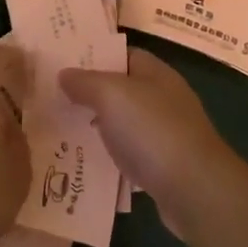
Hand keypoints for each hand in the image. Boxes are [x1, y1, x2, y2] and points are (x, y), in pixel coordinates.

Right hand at [60, 48, 239, 232]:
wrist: (194, 191)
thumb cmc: (153, 131)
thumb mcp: (112, 95)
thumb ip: (85, 81)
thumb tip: (65, 74)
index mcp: (157, 74)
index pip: (124, 55)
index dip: (96, 56)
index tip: (64, 63)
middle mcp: (165, 100)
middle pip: (122, 91)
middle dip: (90, 94)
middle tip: (53, 98)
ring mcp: (166, 135)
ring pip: (124, 125)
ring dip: (97, 128)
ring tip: (61, 130)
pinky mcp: (163, 168)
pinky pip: (129, 155)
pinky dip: (109, 157)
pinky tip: (85, 163)